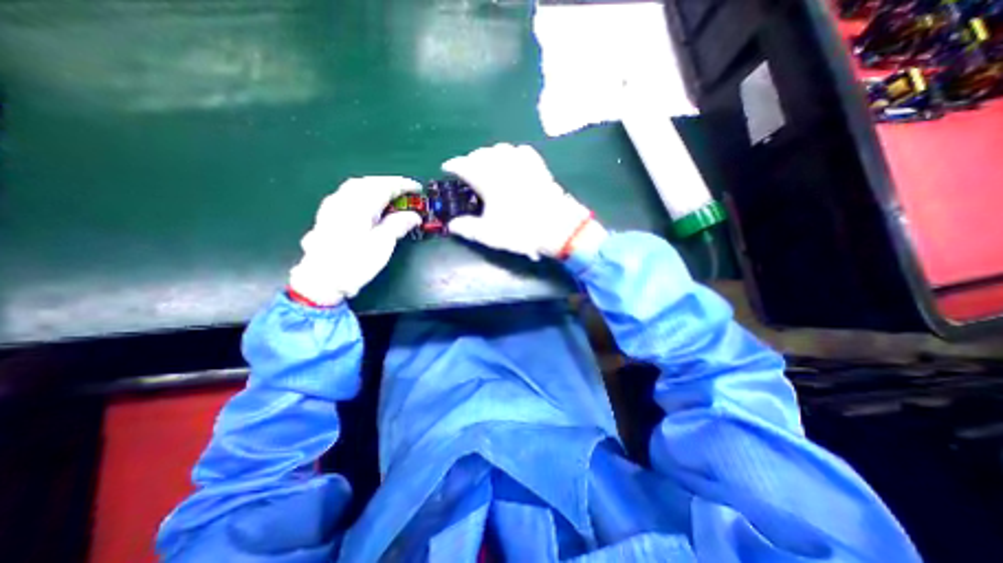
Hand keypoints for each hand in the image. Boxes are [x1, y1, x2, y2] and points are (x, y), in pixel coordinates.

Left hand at [288, 176, 419, 304]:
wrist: (322, 279)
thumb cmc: (355, 262)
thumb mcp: (383, 244)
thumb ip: (399, 225)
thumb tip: (414, 216)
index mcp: (360, 204)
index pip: (385, 186)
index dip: (403, 185)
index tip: (418, 188)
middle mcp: (345, 199)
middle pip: (369, 182)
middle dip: (389, 184)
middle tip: (406, 192)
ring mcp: (333, 205)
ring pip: (357, 187)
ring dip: (376, 187)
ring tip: (390, 196)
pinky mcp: (327, 214)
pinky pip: (348, 194)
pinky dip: (364, 194)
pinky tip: (368, 204)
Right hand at [440, 144, 601, 259]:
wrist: (557, 227)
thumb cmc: (520, 230)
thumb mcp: (490, 234)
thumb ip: (468, 228)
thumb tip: (452, 225)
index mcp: (488, 180)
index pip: (464, 164)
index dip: (453, 165)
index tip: (447, 168)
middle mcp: (504, 166)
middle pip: (481, 154)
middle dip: (470, 159)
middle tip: (467, 171)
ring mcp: (523, 164)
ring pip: (501, 148)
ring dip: (490, 154)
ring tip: (487, 165)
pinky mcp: (538, 167)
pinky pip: (522, 151)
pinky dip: (512, 153)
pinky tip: (512, 160)